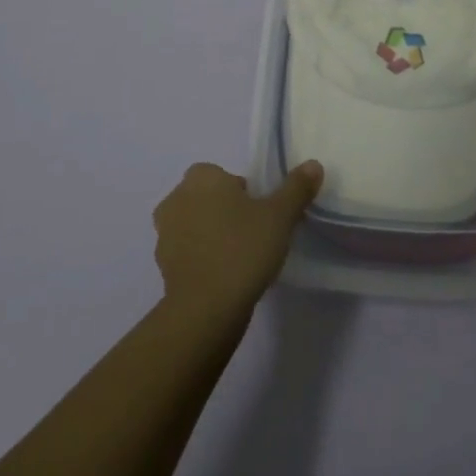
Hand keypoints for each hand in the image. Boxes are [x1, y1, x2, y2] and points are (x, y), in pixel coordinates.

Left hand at [152, 160, 322, 320]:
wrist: (206, 310)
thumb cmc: (243, 249)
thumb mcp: (280, 216)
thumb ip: (296, 188)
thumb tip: (313, 164)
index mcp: (201, 177)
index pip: (225, 176)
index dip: (243, 194)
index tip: (260, 216)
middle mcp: (177, 198)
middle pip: (208, 199)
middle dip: (226, 212)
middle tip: (252, 235)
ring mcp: (164, 234)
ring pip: (195, 226)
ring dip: (212, 236)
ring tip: (239, 260)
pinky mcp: (162, 267)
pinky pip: (188, 254)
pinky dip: (202, 260)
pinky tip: (223, 279)